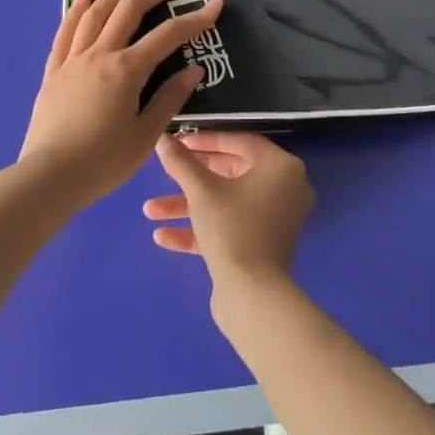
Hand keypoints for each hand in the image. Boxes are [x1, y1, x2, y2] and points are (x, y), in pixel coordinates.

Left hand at [16, 0, 225, 209]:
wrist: (47, 179)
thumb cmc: (103, 162)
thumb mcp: (145, 136)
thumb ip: (169, 99)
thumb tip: (194, 70)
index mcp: (127, 70)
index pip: (167, 36)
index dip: (194, 18)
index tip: (215, 3)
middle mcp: (100, 55)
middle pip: (128, 11)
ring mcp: (72, 61)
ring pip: (95, 14)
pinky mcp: (53, 72)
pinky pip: (65, 33)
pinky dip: (77, 11)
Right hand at [144, 133, 312, 288]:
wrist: (252, 296)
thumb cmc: (232, 229)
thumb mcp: (201, 191)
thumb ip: (181, 162)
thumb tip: (162, 139)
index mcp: (281, 167)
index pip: (240, 142)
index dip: (205, 141)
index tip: (178, 141)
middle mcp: (284, 189)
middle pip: (231, 173)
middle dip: (191, 178)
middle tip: (165, 173)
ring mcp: (274, 219)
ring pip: (226, 203)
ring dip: (188, 206)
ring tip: (149, 211)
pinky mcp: (262, 246)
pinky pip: (230, 227)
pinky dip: (201, 229)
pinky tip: (163, 237)